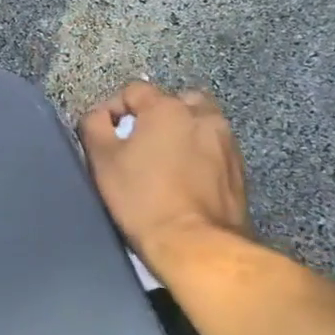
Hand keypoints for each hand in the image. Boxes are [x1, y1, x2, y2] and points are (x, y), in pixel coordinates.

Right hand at [79, 81, 250, 272]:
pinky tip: (184, 180)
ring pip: (199, 124)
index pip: (134, 90)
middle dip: (156, 115)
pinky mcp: (240, 170)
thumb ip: (94, 125)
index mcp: (167, 108)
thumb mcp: (102, 159)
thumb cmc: (142, 197)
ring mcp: (227, 142)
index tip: (105, 134)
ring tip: (164, 161)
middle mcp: (202, 116)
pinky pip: (214, 149)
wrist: (196, 245)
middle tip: (139, 142)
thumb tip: (100, 116)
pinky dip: (198, 155)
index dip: (114, 108)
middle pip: (175, 101)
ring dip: (181, 133)